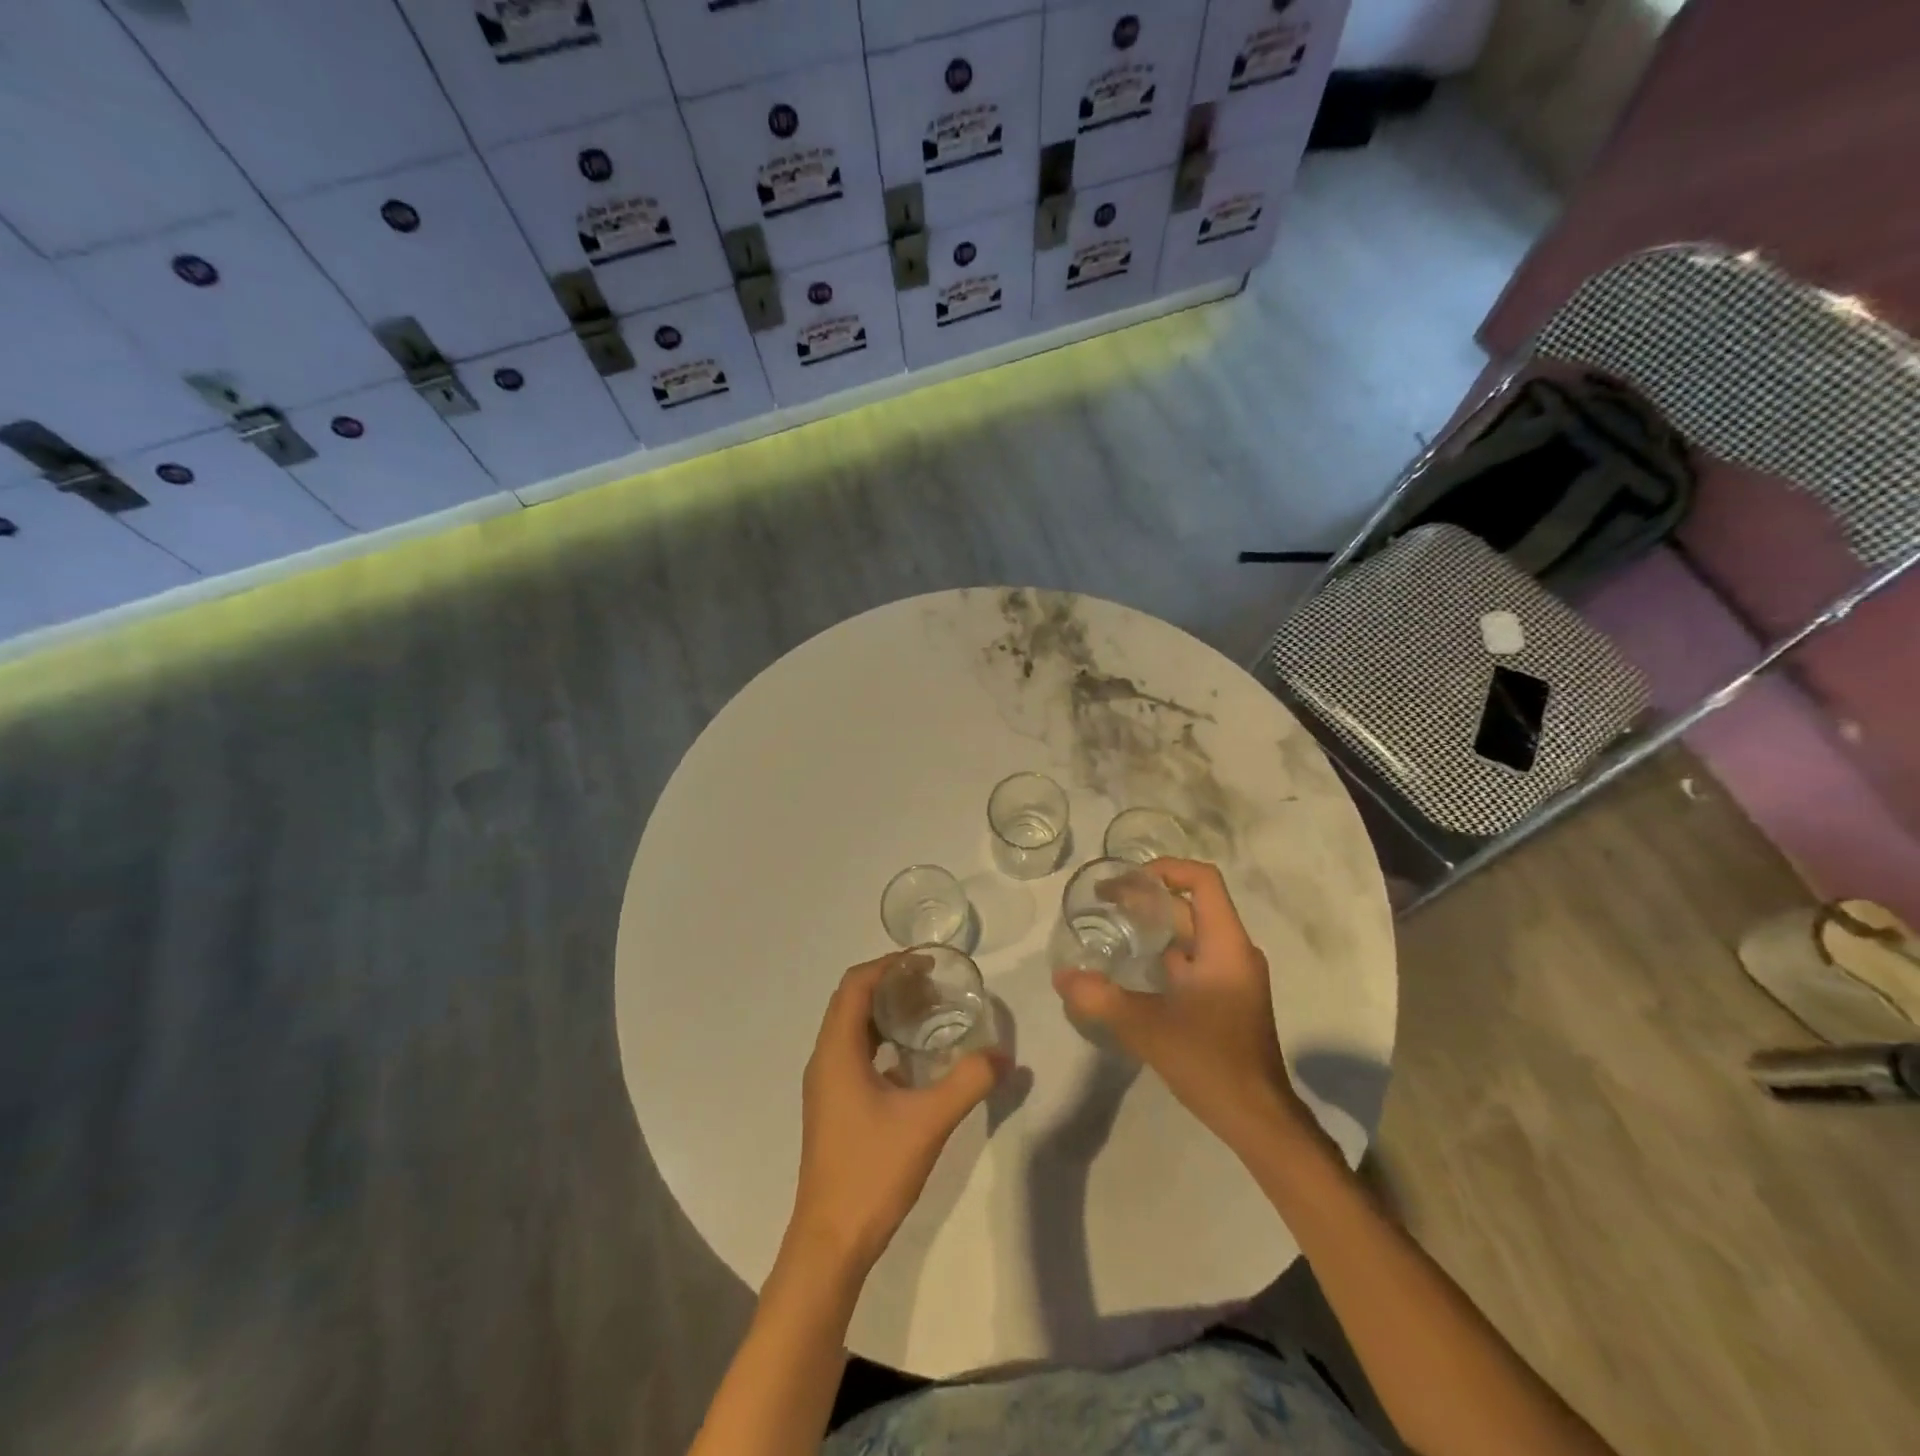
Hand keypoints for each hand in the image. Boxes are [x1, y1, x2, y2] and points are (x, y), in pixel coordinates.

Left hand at [788, 955, 1003, 1273]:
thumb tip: (1004, 1054)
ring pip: (852, 1028)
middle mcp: (824, 1059)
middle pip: (852, 1001)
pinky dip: (882, 1040)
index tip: (927, 963)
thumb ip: (968, 1082)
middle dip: (891, 984)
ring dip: (886, 1012)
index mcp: (836, 1051)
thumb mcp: (928, 1122)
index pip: (856, 984)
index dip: (889, 965)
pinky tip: (915, 1059)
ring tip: (929, 1012)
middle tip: (935, 985)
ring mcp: (826, 1084)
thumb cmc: (872, 1172)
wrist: (831, 1242)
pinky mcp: (833, 1105)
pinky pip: (855, 1053)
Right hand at [1053, 859, 1311, 1153]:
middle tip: (1103, 903)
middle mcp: (1233, 952)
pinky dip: (1164, 955)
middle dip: (1148, 898)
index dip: (1165, 869)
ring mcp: (1233, 977)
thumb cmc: (1210, 1062)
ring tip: (1112, 929)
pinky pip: (1194, 961)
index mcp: (1225, 945)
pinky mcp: (1227, 999)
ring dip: (1154, 927)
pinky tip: (1133, 970)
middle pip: (1191, 906)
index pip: (1202, 880)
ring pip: (1191, 935)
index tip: (1126, 880)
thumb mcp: (1147, 1027)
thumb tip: (1061, 977)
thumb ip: (1100, 999)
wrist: (1258, 1120)